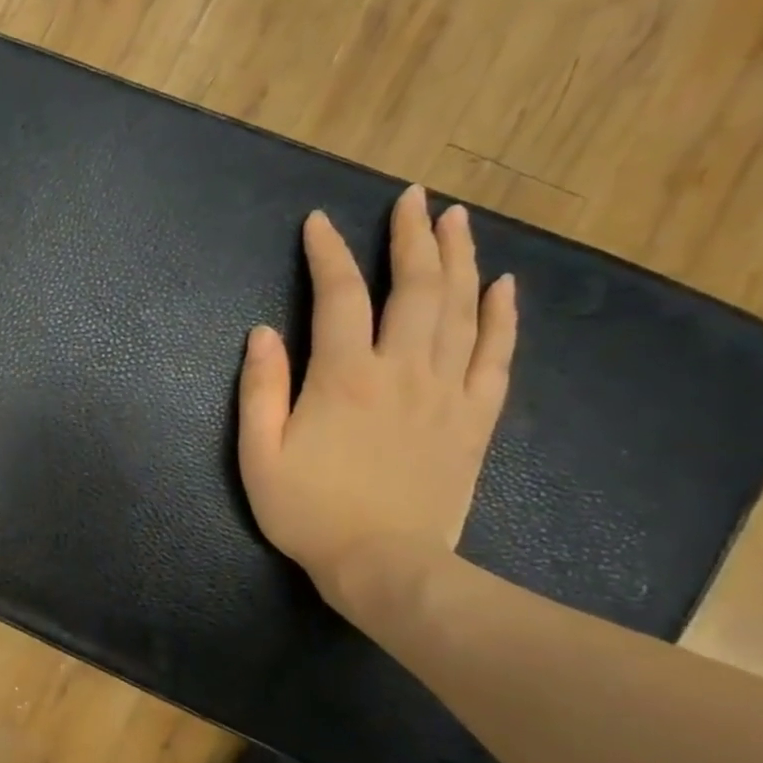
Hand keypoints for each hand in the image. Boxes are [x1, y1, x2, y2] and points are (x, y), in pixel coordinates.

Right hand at [239, 184, 517, 615]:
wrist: (384, 564)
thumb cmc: (308, 512)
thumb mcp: (258, 455)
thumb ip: (259, 390)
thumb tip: (261, 333)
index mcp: (344, 378)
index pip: (339, 297)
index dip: (329, 254)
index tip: (320, 223)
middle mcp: (402, 371)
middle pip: (415, 288)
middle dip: (412, 237)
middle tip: (412, 198)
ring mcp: (447, 392)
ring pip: (461, 309)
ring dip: (459, 258)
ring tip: (457, 219)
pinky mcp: (474, 419)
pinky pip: (496, 355)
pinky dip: (502, 315)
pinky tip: (503, 285)